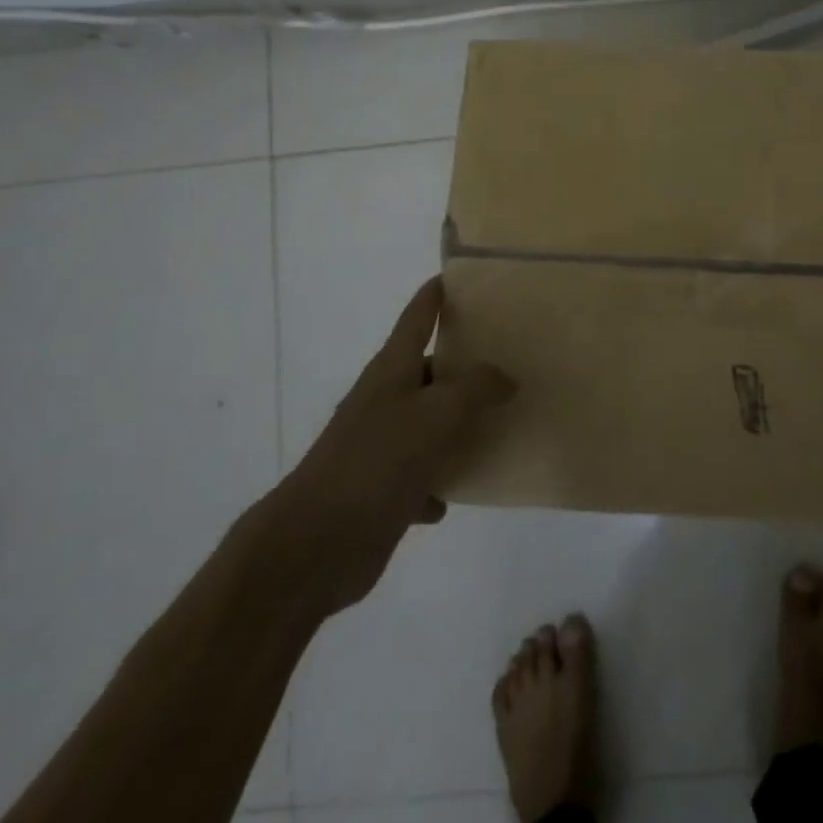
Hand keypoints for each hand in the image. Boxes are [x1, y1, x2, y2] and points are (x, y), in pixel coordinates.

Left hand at [254, 277, 513, 618]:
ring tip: (499, 419)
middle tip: (509, 355)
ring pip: (428, 423)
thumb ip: (476, 389)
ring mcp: (380, 446)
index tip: (460, 276)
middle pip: (428, 369)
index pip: (417, 317)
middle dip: (464, 362)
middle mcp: (384, 401)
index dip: (436, 294)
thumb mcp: (436, 415)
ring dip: (457, 423)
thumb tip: (505, 377)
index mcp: (391, 371)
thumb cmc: (375, 463)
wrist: (314, 547)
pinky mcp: (381, 490)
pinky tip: (459, 490)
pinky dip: (440, 478)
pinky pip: (422, 475)